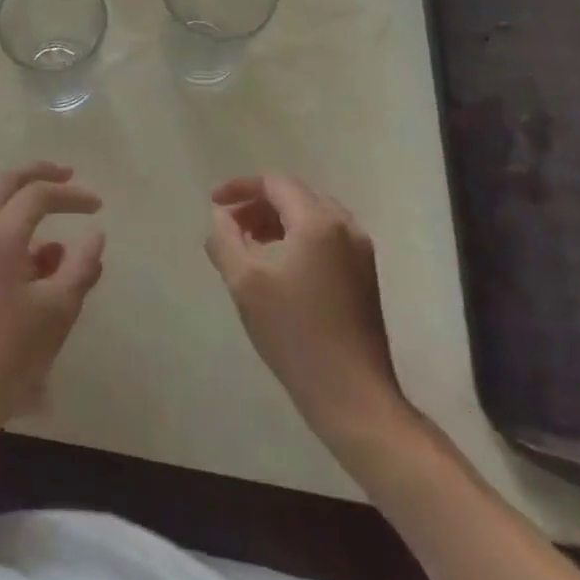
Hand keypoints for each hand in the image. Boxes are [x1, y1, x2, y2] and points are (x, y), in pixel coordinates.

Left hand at [0, 163, 105, 439]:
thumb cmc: (8, 354)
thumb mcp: (57, 312)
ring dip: (17, 196)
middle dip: (37, 174)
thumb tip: (94, 234)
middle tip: (65, 176)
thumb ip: (80, 266)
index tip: (97, 205)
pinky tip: (26, 250)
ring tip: (48, 210)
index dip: (71, 194)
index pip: (38, 194)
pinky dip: (3, 221)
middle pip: (5, 182)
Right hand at [205, 175, 411, 448]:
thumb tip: (221, 217)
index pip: (275, 183)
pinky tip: (279, 265)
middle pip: (295, 195)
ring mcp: (360, 253)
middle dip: (258, 203)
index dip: (240, 187)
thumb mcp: (244, 282)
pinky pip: (326, 237)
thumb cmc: (294, 333)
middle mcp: (345, 227)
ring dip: (277, 220)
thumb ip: (225, 239)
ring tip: (249, 243)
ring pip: (312, 216)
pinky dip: (298, 237)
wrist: (353, 396)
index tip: (214, 203)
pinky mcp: (365, 277)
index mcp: (317, 221)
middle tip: (230, 223)